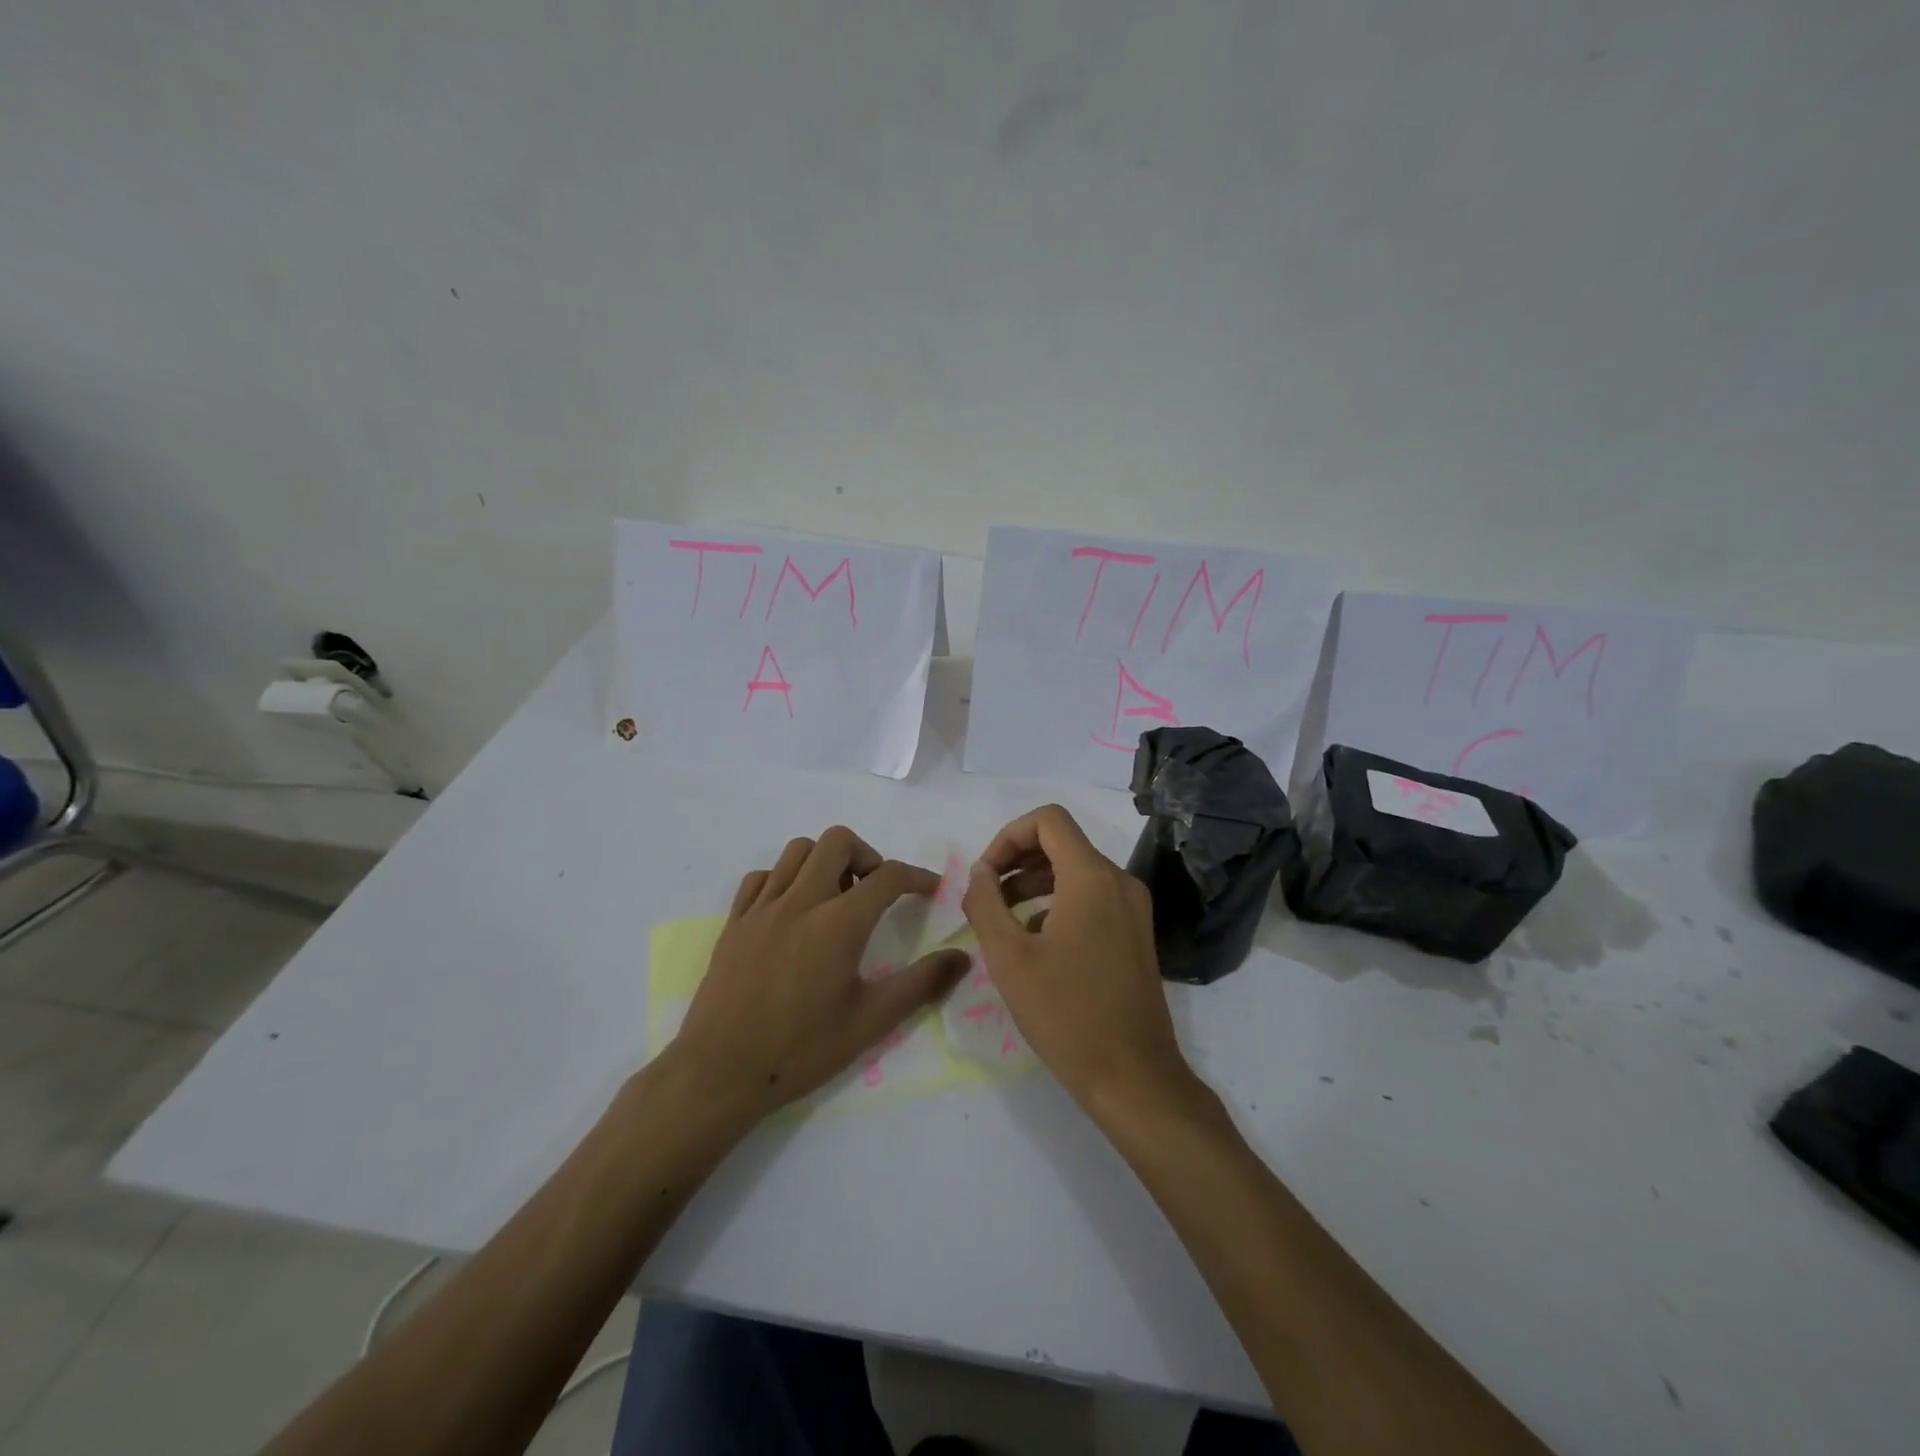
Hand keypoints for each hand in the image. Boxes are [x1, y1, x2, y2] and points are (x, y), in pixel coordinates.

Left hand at [670, 826, 970, 1123]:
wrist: (719, 1073)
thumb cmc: (801, 1049)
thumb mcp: (871, 1021)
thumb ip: (920, 984)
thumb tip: (962, 958)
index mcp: (839, 923)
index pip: (887, 876)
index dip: (916, 876)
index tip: (930, 889)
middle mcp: (801, 901)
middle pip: (838, 842)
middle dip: (867, 855)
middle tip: (875, 891)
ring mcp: (762, 908)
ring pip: (797, 850)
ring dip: (825, 861)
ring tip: (835, 897)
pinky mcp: (734, 922)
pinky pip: (761, 877)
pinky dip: (784, 879)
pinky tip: (791, 911)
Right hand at [961, 804, 1193, 1115]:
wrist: (1132, 1076)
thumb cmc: (1065, 1014)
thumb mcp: (1009, 956)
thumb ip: (986, 902)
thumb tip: (980, 871)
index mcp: (1091, 877)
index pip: (1048, 820)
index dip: (1008, 835)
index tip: (985, 874)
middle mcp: (1119, 881)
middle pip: (1062, 842)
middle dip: (1018, 860)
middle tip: (987, 895)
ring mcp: (1133, 907)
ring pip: (1077, 870)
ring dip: (1035, 882)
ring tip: (1003, 918)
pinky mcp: (1136, 932)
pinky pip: (1093, 896)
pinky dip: (1058, 902)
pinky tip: (1036, 941)